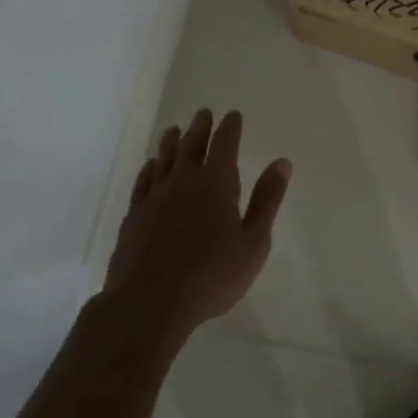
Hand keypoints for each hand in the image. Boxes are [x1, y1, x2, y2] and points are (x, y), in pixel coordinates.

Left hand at [102, 108, 291, 342]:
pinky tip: (150, 166)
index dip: (230, 128)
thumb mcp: (253, 242)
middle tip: (204, 113)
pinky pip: (143, 181)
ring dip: (171, 141)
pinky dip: (149, 168)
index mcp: (216, 184)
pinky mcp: (134, 215)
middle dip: (200, 127)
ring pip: (164, 159)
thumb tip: (282, 162)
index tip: (233, 115)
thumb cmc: (212, 276)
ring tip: (174, 130)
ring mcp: (155, 197)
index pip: (224, 144)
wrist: (149, 303)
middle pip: (191, 145)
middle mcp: (183, 181)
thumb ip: (266, 200)